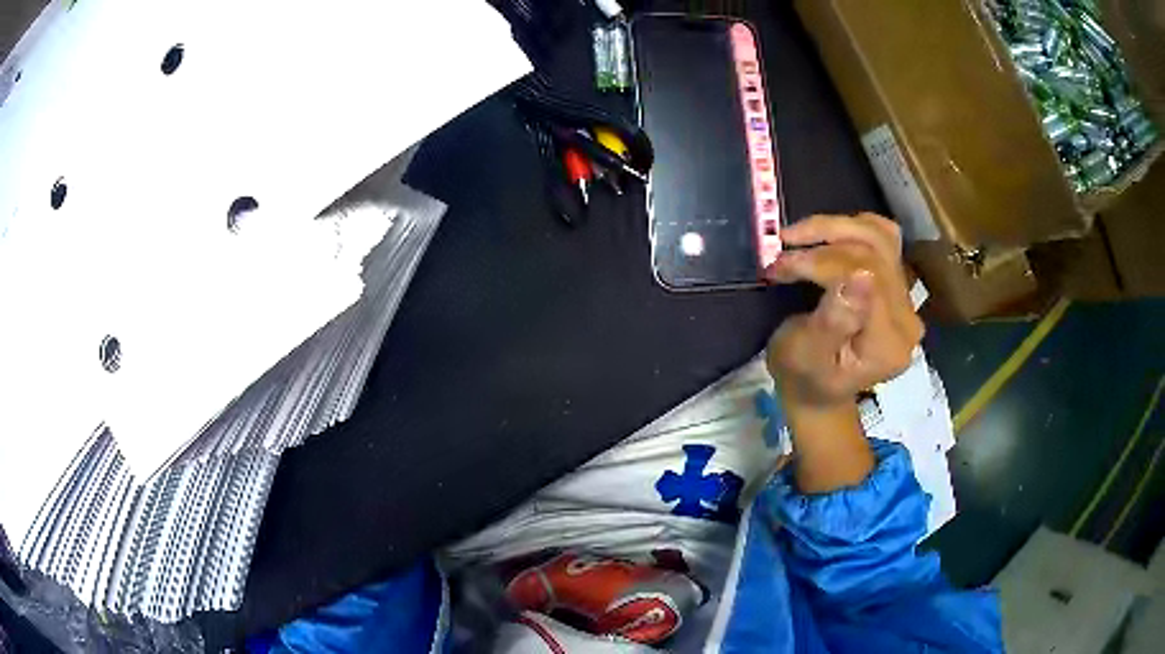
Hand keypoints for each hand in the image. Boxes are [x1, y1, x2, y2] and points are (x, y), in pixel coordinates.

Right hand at [762, 214, 923, 492]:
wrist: (819, 391)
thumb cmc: (804, 378)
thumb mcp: (806, 357)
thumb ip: (834, 322)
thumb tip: (859, 277)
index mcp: (888, 343)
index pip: (864, 277)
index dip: (820, 262)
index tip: (777, 266)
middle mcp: (907, 318)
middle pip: (874, 253)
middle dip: (822, 244)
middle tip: (781, 253)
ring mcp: (907, 300)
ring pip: (880, 237)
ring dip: (835, 228)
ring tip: (798, 236)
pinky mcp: (899, 285)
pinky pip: (885, 239)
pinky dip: (855, 228)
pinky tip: (830, 235)